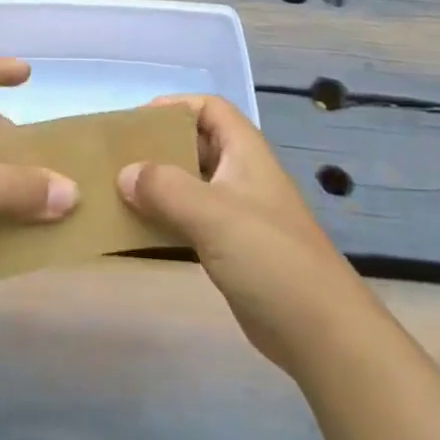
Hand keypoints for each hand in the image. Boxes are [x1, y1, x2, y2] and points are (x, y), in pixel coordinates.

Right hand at [118, 95, 359, 371]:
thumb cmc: (269, 257)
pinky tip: (138, 230)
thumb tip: (124, 173)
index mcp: (245, 153)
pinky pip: (190, 220)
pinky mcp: (232, 249)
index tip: (136, 122)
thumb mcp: (213, 214)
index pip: (210, 109)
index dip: (175, 106)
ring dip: (158, 185)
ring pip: (190, 184)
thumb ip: (165, 188)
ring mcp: (237, 214)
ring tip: (118, 191)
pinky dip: (165, 219)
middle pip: (196, 144)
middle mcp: (241, 175)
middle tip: (118, 158)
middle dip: (158, 147)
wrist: (321, 332)